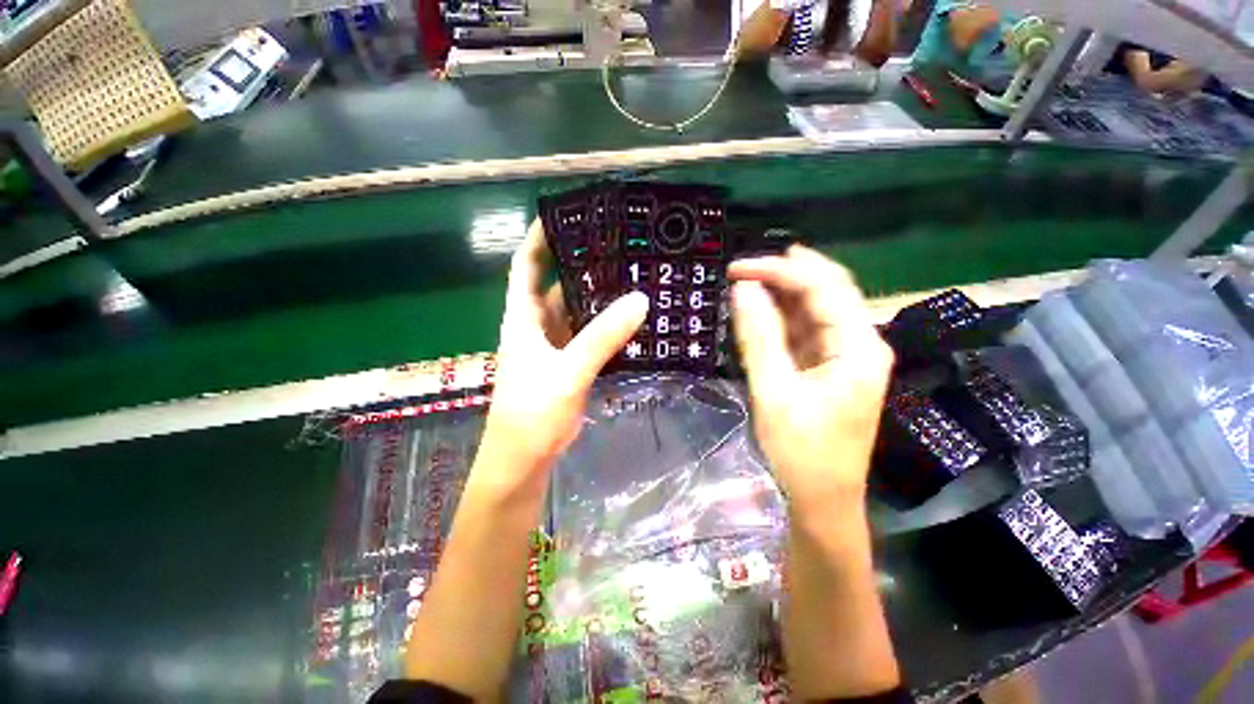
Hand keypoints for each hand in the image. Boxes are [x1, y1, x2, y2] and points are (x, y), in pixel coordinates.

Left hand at [477, 219, 648, 482]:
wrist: (524, 459)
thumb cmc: (533, 412)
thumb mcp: (568, 370)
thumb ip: (602, 337)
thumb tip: (640, 299)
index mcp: (524, 318)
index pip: (527, 266)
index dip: (541, 239)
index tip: (567, 216)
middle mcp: (537, 326)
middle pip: (558, 285)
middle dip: (581, 264)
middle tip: (616, 246)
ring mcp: (554, 346)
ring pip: (576, 311)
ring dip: (597, 296)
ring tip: (629, 276)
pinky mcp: (569, 364)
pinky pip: (588, 335)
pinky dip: (605, 325)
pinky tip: (629, 318)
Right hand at [729, 246, 893, 513]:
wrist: (821, 500)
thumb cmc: (801, 452)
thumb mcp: (774, 391)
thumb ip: (759, 336)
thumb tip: (742, 289)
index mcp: (859, 347)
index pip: (823, 288)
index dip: (779, 271)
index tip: (737, 269)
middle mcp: (860, 343)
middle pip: (826, 291)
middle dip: (783, 275)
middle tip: (741, 270)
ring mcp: (845, 356)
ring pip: (815, 310)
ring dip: (781, 295)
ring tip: (746, 285)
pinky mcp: (829, 367)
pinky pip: (806, 331)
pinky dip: (781, 319)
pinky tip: (759, 313)